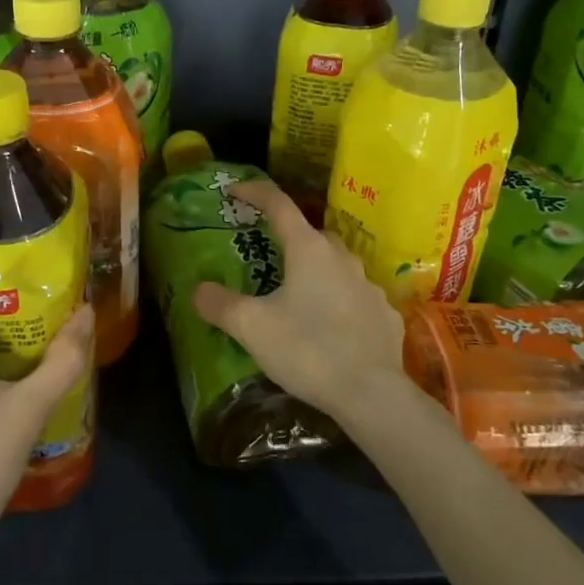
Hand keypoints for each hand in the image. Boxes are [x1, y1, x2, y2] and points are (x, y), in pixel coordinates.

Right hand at [193, 177, 405, 424]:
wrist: (371, 394)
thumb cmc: (307, 349)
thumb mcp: (251, 328)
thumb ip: (220, 304)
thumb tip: (198, 290)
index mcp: (308, 250)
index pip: (279, 205)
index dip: (254, 193)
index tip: (234, 191)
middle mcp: (342, 258)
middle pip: (310, 235)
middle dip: (288, 238)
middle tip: (267, 255)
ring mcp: (369, 286)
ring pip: (336, 266)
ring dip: (315, 272)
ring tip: (297, 296)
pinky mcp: (385, 315)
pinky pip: (356, 298)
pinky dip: (339, 302)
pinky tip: (329, 327)